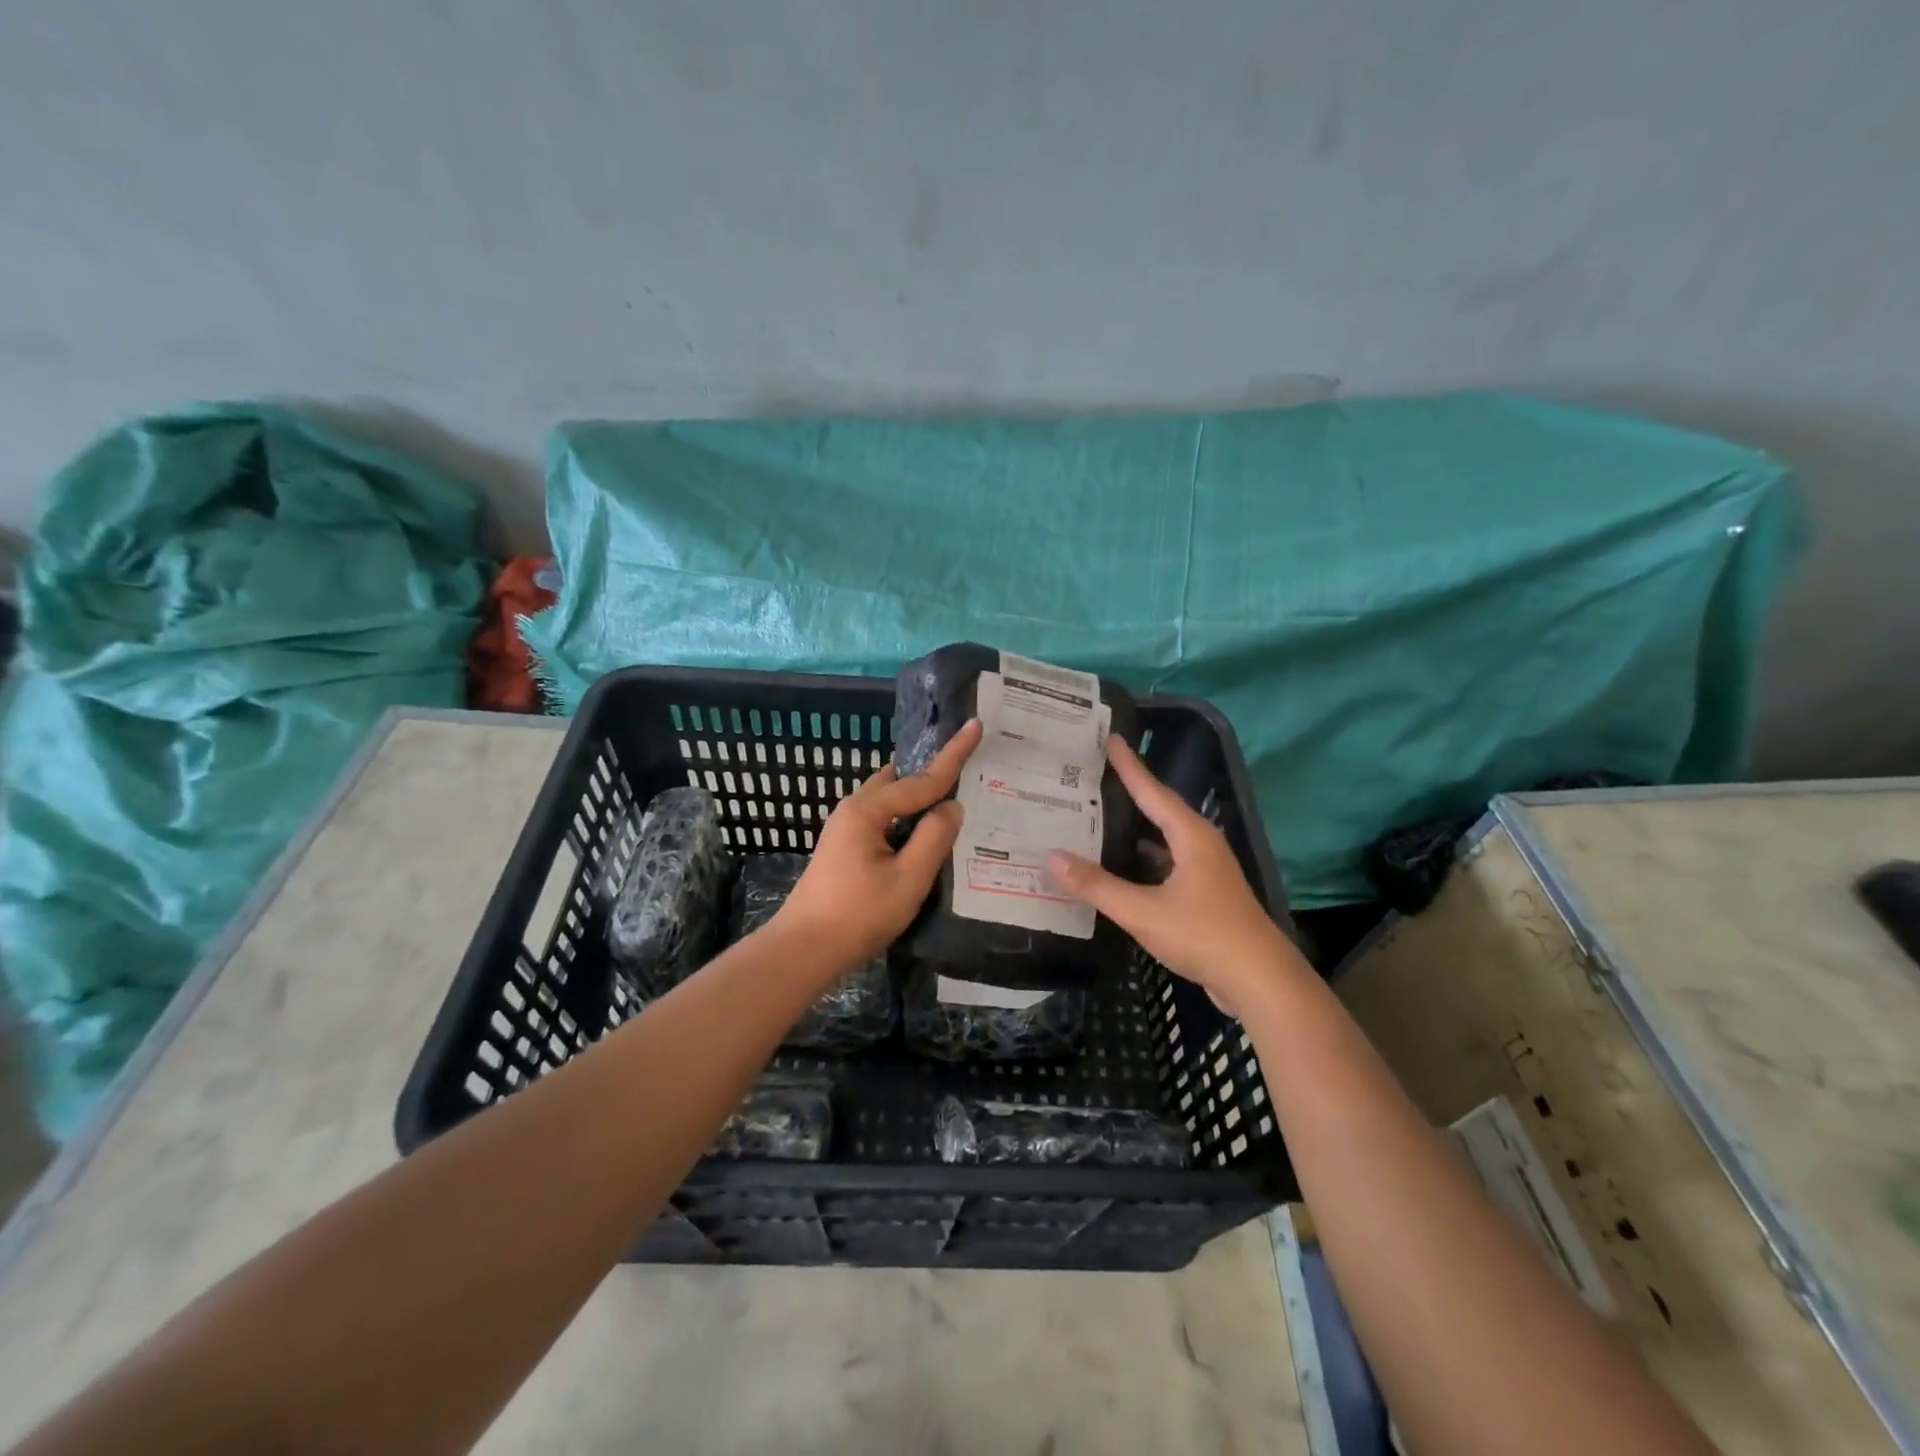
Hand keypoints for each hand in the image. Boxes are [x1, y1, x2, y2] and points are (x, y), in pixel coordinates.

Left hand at [771, 719, 983, 972]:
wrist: (803, 950)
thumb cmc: (857, 915)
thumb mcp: (908, 879)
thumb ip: (934, 838)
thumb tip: (952, 806)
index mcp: (868, 810)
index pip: (921, 779)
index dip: (953, 756)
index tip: (975, 726)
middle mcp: (854, 810)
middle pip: (901, 782)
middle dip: (932, 776)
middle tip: (968, 774)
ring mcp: (845, 829)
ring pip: (890, 803)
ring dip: (919, 802)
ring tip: (953, 806)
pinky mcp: (844, 849)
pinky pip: (883, 821)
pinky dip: (906, 821)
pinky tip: (925, 838)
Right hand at [1049, 737, 1293, 1003]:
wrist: (1260, 982)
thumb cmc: (1204, 935)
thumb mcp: (1143, 911)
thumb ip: (1097, 885)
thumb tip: (1053, 857)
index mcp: (1191, 836)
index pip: (1152, 791)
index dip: (1129, 765)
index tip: (1110, 738)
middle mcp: (1201, 844)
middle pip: (1159, 809)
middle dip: (1129, 791)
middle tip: (1095, 775)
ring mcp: (1206, 870)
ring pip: (1163, 838)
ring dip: (1135, 828)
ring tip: (1099, 815)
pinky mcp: (1206, 894)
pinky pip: (1167, 862)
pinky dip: (1143, 858)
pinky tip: (1121, 866)